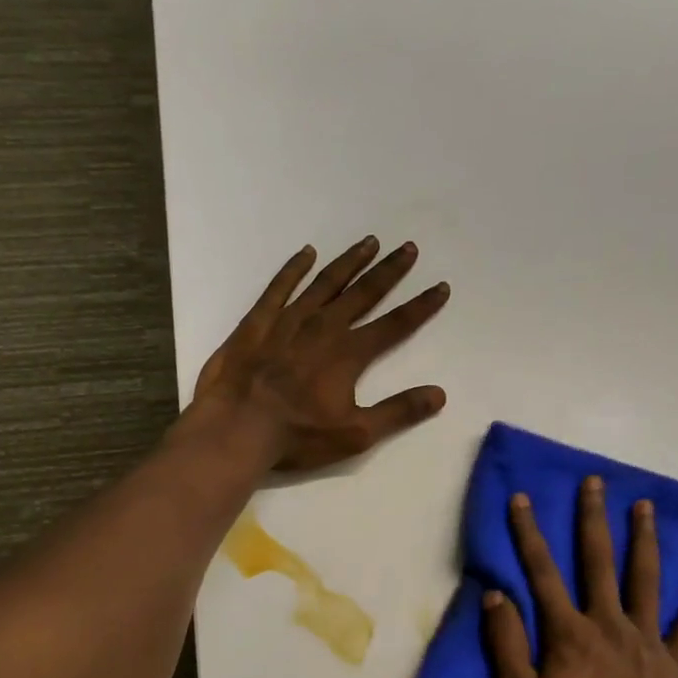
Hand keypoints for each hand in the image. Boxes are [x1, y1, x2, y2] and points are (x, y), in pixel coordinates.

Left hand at [194, 239, 449, 472]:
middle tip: (408, 248)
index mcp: (349, 353)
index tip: (441, 286)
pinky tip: (307, 253)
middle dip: (389, 270)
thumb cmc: (297, 436)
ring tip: (369, 242)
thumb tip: (439, 394)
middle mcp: (324, 327)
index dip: (421, 306)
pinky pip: (280, 287)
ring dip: (349, 261)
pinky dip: (294, 268)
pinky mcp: (258, 322)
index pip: (395, 324)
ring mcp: (288, 320)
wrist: (236, 428)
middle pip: (364, 292)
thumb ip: (398, 412)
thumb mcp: (356, 433)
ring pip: (325, 282)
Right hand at [481, 475, 677, 677]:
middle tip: (596, 482)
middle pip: (599, 561)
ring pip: (645, 580)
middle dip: (594, 519)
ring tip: (645, 506)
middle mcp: (608, 624)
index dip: (529, 534)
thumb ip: (507, 646)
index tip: (523, 499)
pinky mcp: (674, 665)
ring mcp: (646, 642)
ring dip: (644, 540)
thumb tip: (495, 596)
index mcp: (568, 633)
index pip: (542, 572)